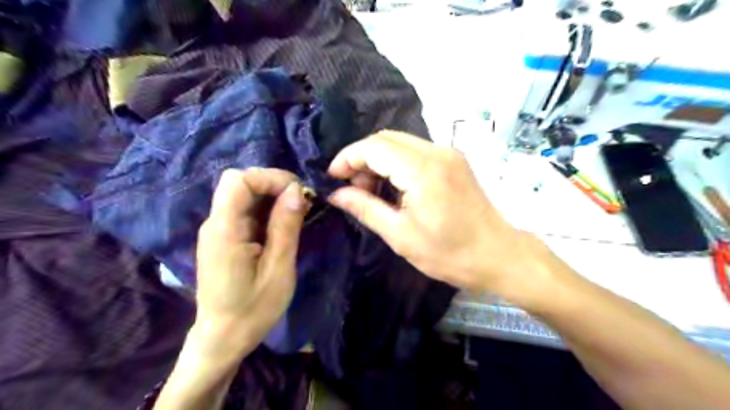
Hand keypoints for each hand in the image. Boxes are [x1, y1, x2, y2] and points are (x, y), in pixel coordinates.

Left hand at [191, 168, 309, 356]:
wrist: (223, 338)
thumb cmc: (254, 309)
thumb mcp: (279, 269)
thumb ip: (285, 226)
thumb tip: (297, 190)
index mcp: (225, 230)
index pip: (239, 180)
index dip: (270, 178)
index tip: (299, 193)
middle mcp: (215, 223)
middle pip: (240, 182)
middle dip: (274, 184)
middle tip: (302, 203)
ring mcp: (218, 230)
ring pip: (244, 194)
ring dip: (273, 196)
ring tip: (298, 214)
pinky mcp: (224, 237)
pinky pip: (245, 210)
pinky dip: (267, 209)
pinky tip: (283, 224)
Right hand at [328, 131, 559, 303]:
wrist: (498, 256)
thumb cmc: (449, 253)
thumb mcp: (400, 235)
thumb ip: (365, 208)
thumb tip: (336, 194)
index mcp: (423, 169)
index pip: (374, 147)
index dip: (347, 158)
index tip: (332, 178)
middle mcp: (437, 151)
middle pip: (386, 139)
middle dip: (361, 159)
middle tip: (351, 189)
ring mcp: (448, 154)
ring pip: (400, 143)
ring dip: (378, 161)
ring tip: (370, 191)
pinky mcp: (454, 161)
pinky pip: (415, 152)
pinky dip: (396, 164)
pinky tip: (392, 187)